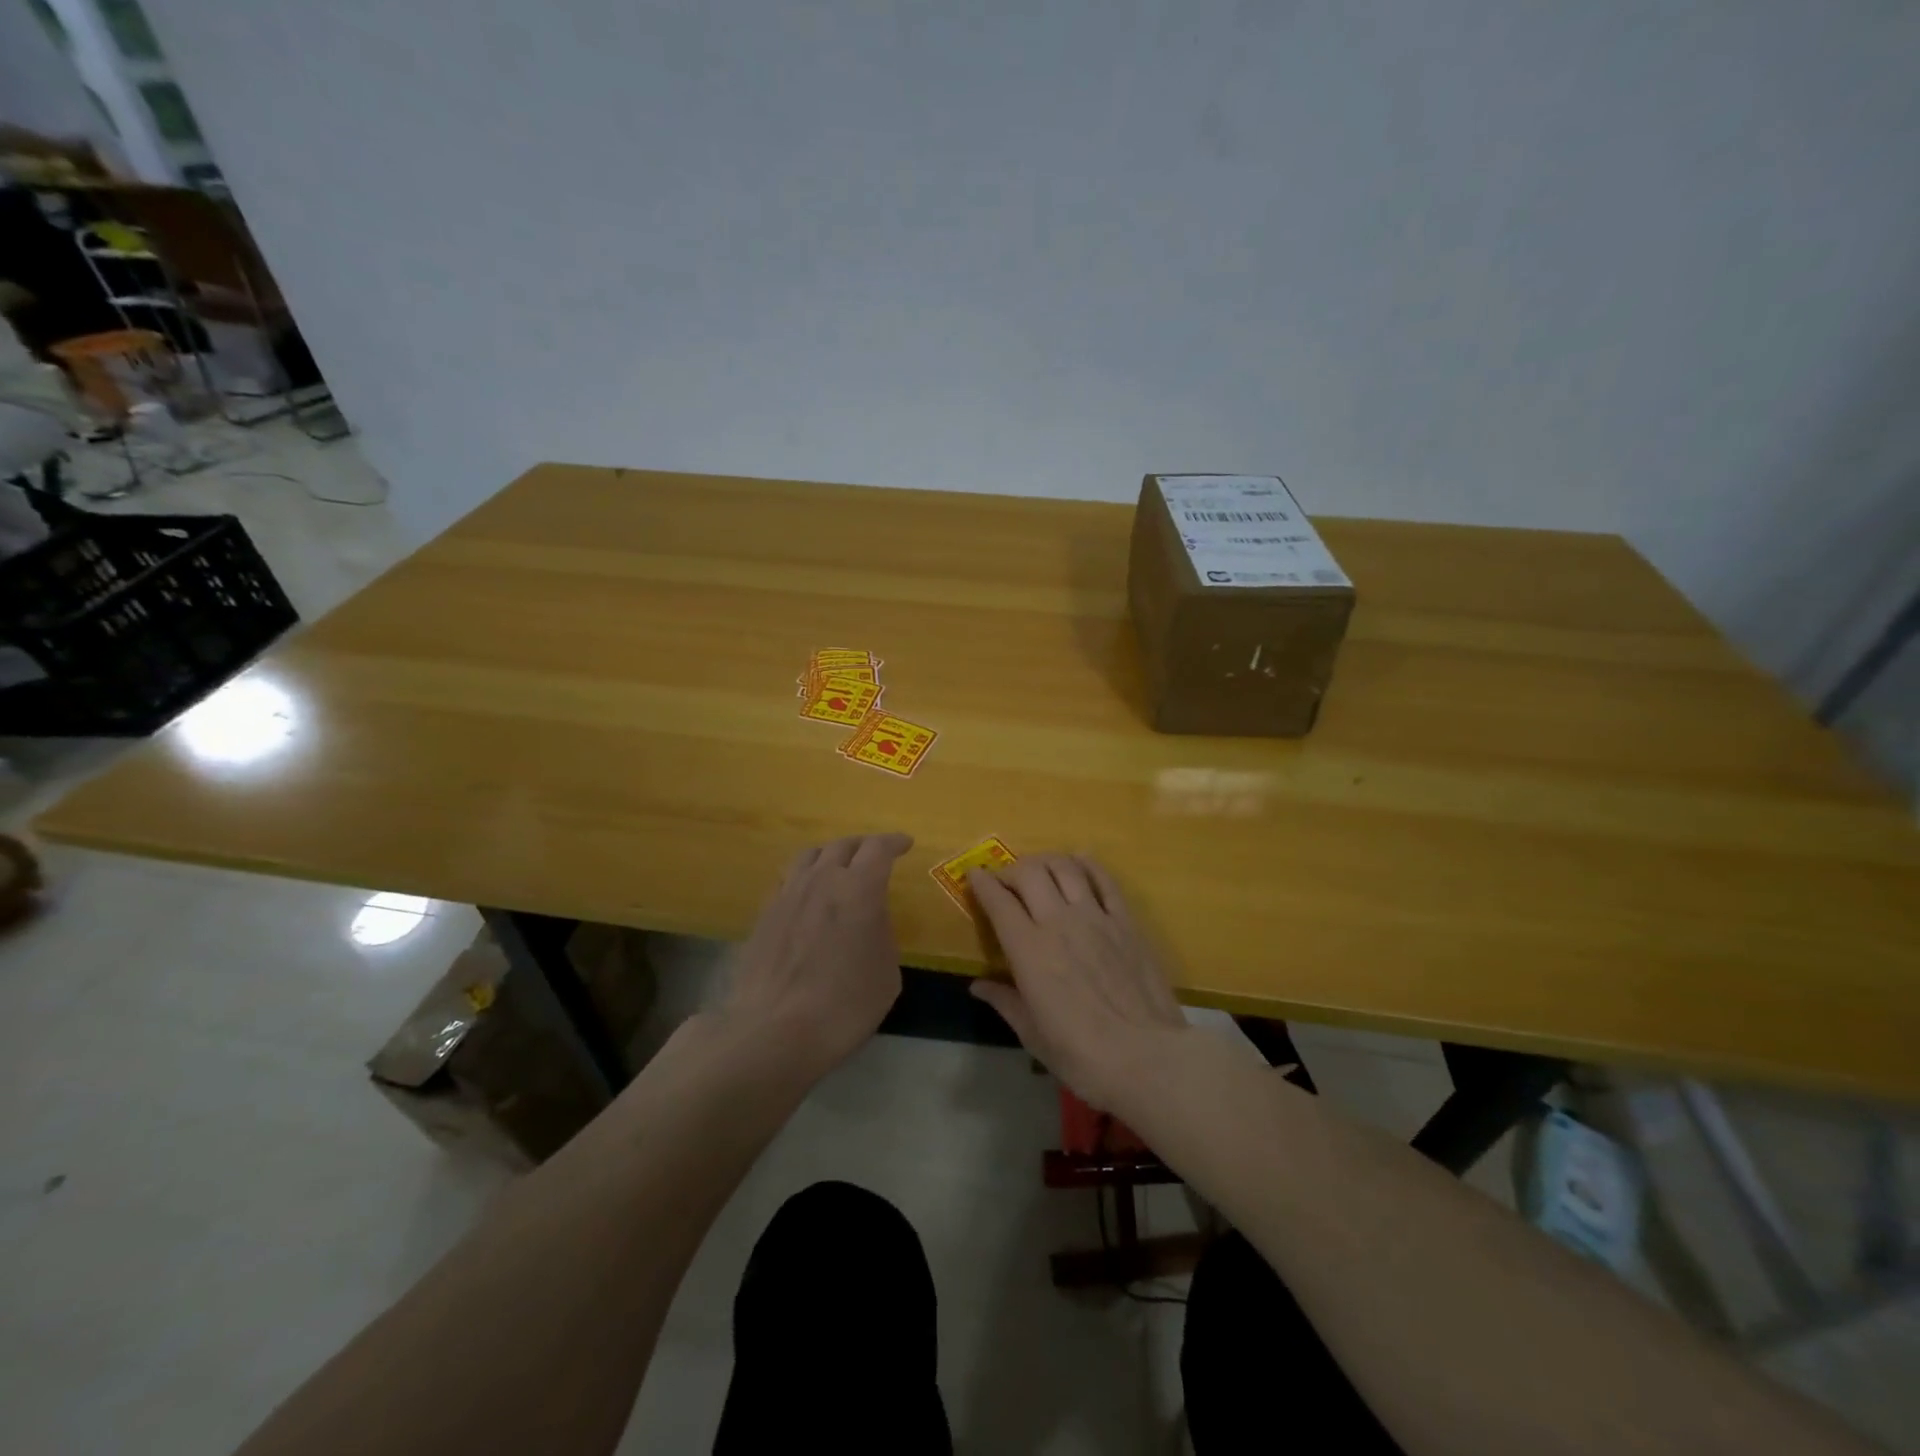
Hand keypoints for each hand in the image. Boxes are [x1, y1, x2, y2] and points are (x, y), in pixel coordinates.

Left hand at [722, 833, 911, 1076]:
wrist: (774, 1030)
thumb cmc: (844, 1005)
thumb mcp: (886, 974)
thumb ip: (881, 934)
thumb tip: (869, 921)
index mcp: (859, 889)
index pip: (878, 849)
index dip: (894, 842)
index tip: (905, 844)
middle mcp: (821, 880)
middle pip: (842, 846)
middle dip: (863, 846)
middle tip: (874, 856)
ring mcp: (788, 894)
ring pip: (810, 856)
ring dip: (830, 856)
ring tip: (838, 868)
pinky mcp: (764, 914)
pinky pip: (788, 879)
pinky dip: (804, 877)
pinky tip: (807, 896)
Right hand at [966, 854, 1187, 1111]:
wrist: (1148, 1057)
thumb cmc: (1082, 1055)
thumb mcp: (1033, 1035)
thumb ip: (1005, 1002)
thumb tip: (977, 986)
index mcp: (1029, 950)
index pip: (998, 902)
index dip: (982, 883)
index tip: (974, 875)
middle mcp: (1059, 922)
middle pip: (1030, 873)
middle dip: (1011, 870)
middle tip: (1006, 880)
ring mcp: (1096, 917)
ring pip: (1065, 868)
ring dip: (1046, 861)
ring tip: (1039, 869)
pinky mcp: (1126, 921)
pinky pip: (1105, 880)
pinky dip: (1088, 865)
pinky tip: (1080, 861)